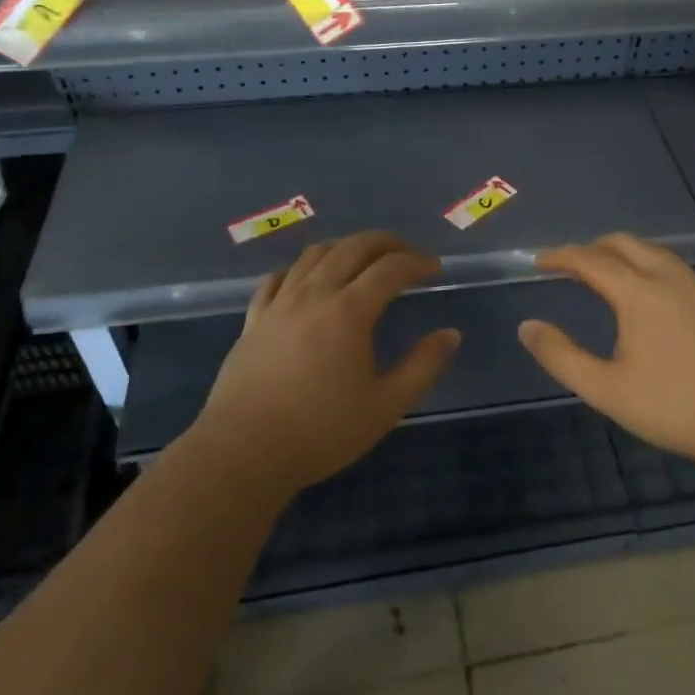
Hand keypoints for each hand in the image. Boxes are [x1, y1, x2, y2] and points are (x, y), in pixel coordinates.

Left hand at [191, 233, 460, 497]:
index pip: (390, 268)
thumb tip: (450, 334)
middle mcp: (314, 294)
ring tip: (362, 258)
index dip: (417, 262)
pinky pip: (277, 278)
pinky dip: (300, 268)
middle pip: (352, 247)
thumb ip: (423, 366)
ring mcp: (279, 304)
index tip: (435, 267)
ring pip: (313, 255)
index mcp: (349, 311)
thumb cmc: (321, 431)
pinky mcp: (253, 320)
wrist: (244, 452)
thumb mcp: (386, 406)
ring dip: (344, 247)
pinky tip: (306, 279)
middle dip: (384, 243)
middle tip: (405, 252)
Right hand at [517, 234, 694, 470]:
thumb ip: (561, 356)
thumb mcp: (606, 389)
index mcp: (640, 293)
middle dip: (592, 247)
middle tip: (569, 266)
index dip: (561, 256)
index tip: (540, 262)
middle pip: (625, 244)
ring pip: (655, 253)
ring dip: (623, 254)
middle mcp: (670, 279)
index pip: (591, 259)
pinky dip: (648, 267)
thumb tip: (527, 327)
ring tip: (605, 275)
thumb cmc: (674, 407)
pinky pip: (675, 269)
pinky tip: (648, 298)